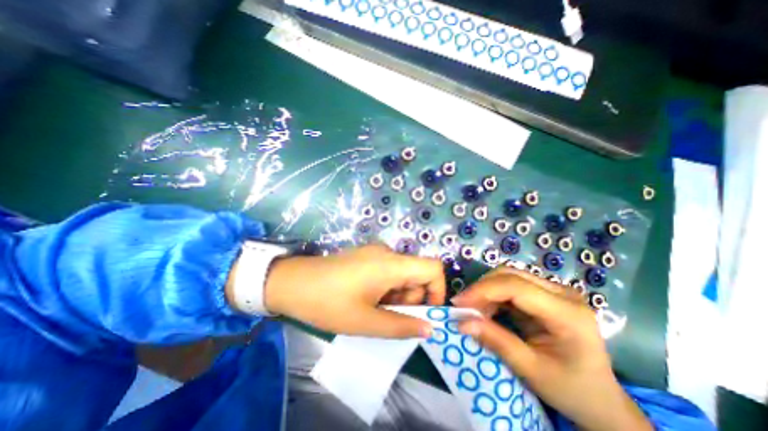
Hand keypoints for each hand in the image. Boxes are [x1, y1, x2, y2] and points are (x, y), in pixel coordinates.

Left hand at [265, 244, 444, 338]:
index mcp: (391, 264)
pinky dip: (386, 288)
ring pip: (402, 275)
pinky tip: (366, 298)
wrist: (292, 282)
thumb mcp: (366, 322)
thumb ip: (401, 326)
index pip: (433, 267)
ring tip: (373, 310)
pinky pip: (388, 272)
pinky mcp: (366, 256)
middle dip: (411, 299)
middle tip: (388, 317)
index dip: (437, 290)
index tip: (425, 313)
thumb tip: (430, 328)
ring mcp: (376, 252)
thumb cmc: (328, 302)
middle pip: (417, 274)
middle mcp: (387, 252)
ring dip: (397, 296)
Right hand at [451, 270, 649, 430]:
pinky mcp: (545, 293)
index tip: (458, 303)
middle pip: (510, 274)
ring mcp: (554, 290)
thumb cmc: (572, 390)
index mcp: (567, 313)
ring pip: (508, 276)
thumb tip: (461, 322)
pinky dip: (493, 295)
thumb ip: (496, 341)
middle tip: (462, 306)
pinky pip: (511, 285)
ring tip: (473, 310)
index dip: (483, 290)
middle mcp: (562, 292)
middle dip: (481, 288)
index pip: (516, 287)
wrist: (601, 399)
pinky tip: (486, 309)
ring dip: (485, 290)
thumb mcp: (532, 370)